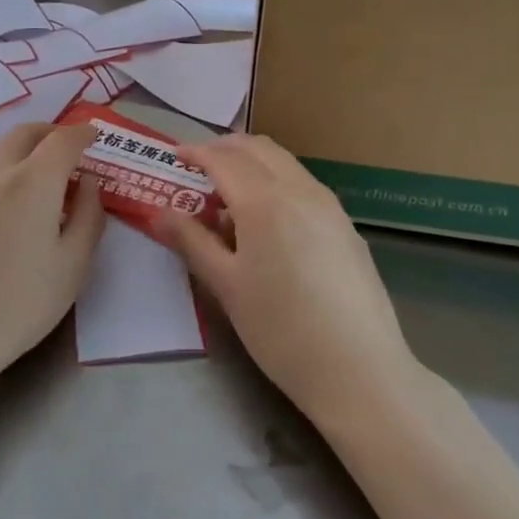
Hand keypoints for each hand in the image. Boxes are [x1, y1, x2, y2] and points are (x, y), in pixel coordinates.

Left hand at [0, 123, 104, 386]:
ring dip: (18, 150)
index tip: (93, 136)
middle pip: (25, 133)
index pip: (63, 140)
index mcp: (34, 182)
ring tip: (29, 173)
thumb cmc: (21, 303)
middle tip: (65, 148)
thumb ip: (88, 216)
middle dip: (50, 133)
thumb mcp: (74, 265)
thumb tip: (88, 181)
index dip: (82, 133)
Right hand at [157, 134, 416, 424]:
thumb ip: (191, 241)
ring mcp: (330, 206)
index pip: (223, 159)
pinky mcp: (347, 226)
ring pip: (285, 163)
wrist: (359, 370)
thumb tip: (160, 212)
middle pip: (258, 148)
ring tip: (229, 197)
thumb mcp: (226, 286)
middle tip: (199, 166)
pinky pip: (304, 185)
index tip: (174, 156)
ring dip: (252, 164)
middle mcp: (300, 190)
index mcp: (264, 200)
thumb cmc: (280, 329)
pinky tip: (268, 222)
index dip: (196, 153)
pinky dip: (276, 183)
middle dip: (225, 149)